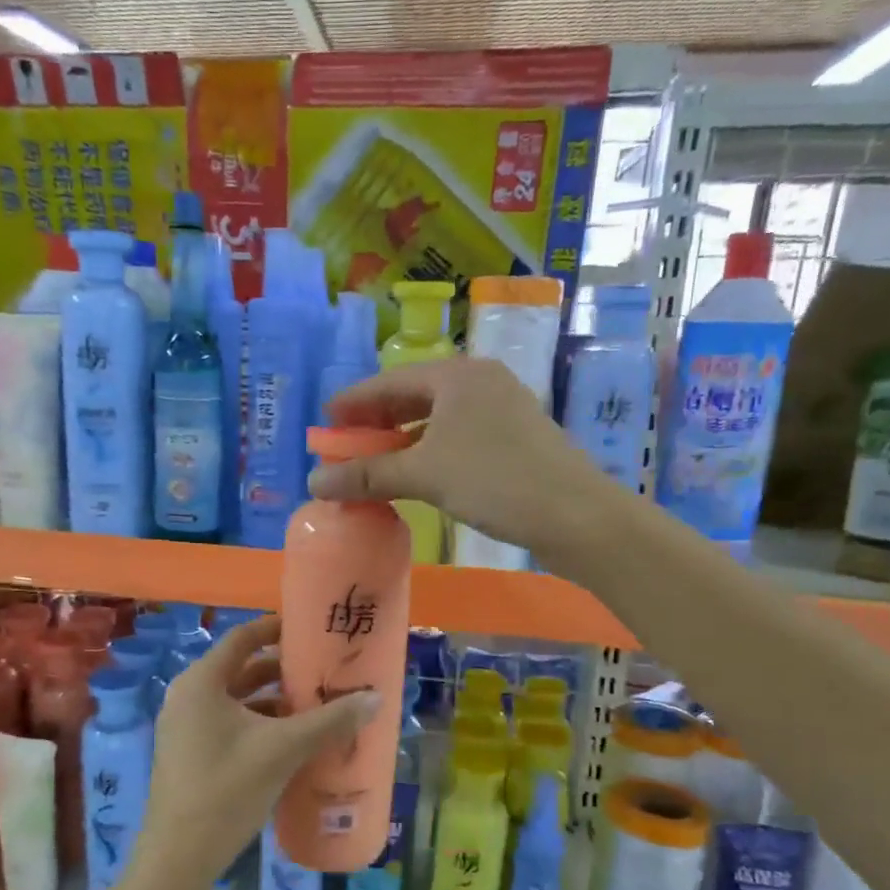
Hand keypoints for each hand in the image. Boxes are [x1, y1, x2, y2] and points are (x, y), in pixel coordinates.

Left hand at [133, 617, 378, 889]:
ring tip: (315, 705)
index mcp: (202, 682)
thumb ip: (330, 721)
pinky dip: (258, 723)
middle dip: (282, 670)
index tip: (311, 628)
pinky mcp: (189, 753)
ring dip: (273, 700)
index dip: (276, 628)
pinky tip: (291, 740)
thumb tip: (376, 698)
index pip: (242, 637)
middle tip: (322, 670)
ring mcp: (185, 726)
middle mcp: (188, 696)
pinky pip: (228, 724)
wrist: (179, 856)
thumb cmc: (227, 789)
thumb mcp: (283, 750)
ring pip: (236, 700)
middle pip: (241, 668)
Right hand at [307, 357, 599, 557]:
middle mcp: (479, 381)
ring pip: (436, 418)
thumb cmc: (495, 480)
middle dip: (376, 422)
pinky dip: (427, 451)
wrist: (575, 515)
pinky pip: (455, 436)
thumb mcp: (424, 474)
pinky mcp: (513, 437)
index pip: (389, 382)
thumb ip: (368, 475)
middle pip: (413, 396)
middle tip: (345, 445)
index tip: (325, 422)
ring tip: (373, 462)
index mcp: (457, 375)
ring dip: (401, 440)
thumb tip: (314, 482)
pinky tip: (415, 474)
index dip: (353, 402)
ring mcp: (500, 409)